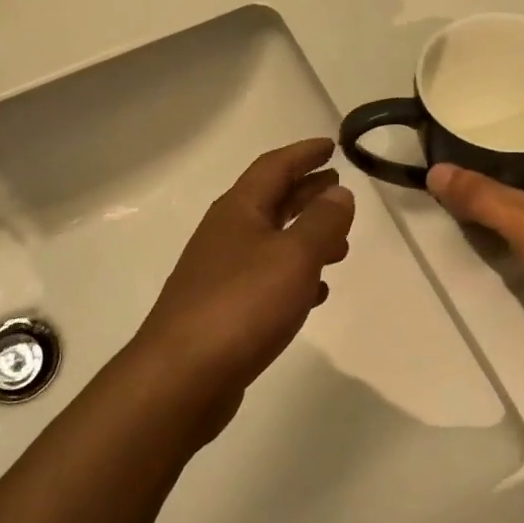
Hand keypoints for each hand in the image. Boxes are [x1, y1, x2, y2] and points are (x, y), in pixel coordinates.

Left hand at [124, 137, 354, 438]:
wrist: (182, 376)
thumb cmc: (242, 305)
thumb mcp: (294, 256)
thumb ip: (321, 222)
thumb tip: (339, 193)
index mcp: (239, 211)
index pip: (274, 167)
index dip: (304, 154)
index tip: (331, 146)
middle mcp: (226, 235)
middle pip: (271, 202)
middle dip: (306, 193)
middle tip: (338, 189)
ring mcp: (221, 273)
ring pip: (271, 242)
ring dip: (305, 237)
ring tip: (341, 245)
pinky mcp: (223, 310)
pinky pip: (266, 280)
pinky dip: (294, 277)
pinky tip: (315, 292)